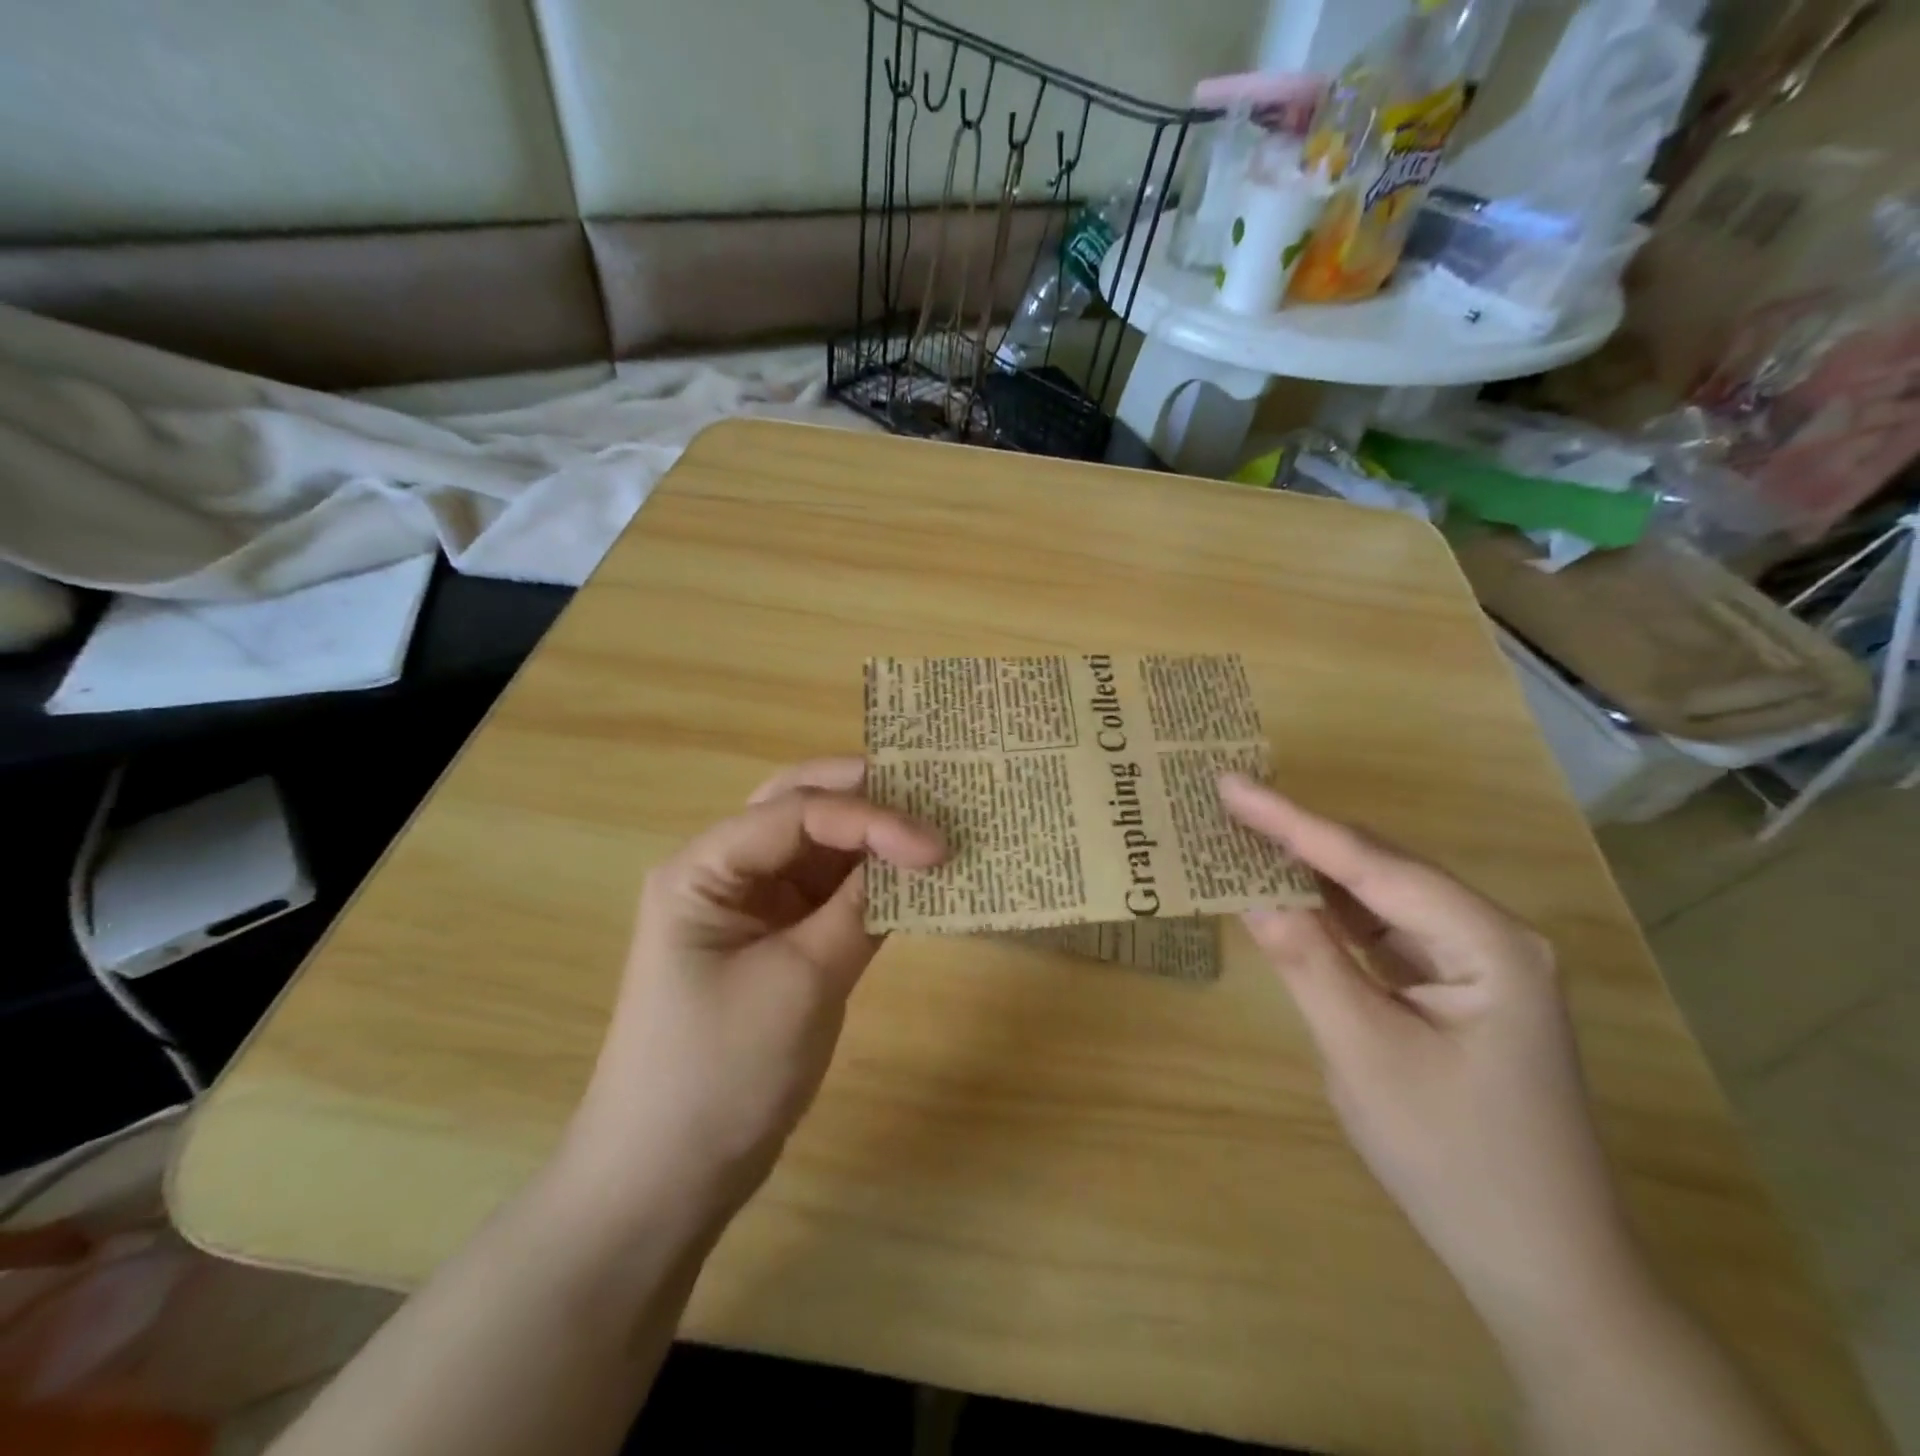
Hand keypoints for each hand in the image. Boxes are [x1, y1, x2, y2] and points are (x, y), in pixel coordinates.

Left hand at [560, 758, 943, 1228]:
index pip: (797, 812)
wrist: (668, 1178)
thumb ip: (860, 910)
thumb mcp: (800, 983)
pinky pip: (832, 891)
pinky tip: (917, 881)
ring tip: (937, 826)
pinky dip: (873, 881)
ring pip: (821, 844)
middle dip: (867, 795)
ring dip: (875, 835)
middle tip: (935, 793)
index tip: (937, 845)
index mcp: (705, 868)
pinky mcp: (781, 939)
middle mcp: (727, 871)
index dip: (872, 818)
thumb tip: (919, 855)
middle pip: (801, 805)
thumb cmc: (720, 1074)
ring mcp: (754, 905)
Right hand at [1218, 774, 1642, 1335]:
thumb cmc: (1453, 1158)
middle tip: (1229, 802)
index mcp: (1487, 942)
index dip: (1291, 821)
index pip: (1370, 864)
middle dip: (1301, 835)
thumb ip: (1308, 961)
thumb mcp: (1364, 1055)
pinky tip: (1288, 893)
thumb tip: (1250, 891)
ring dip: (1312, 870)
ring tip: (1245, 834)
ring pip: (1378, 896)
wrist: (1543, 1265)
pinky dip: (1330, 912)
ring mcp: (1473, 962)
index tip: (1230, 783)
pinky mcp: (1452, 988)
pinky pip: (1381, 932)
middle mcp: (1489, 935)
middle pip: (1379, 867)